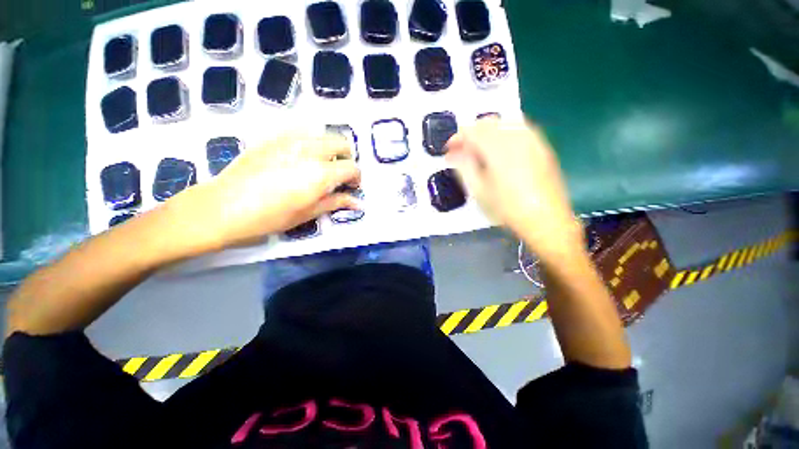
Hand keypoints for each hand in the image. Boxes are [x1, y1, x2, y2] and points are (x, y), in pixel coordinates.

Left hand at [167, 133, 359, 252]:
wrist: (223, 207)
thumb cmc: (270, 217)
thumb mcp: (308, 213)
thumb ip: (336, 202)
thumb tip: (358, 203)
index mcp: (321, 173)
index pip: (352, 167)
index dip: (356, 177)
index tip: (351, 187)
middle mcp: (310, 150)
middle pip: (341, 143)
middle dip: (346, 157)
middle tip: (339, 174)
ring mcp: (290, 139)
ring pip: (322, 134)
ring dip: (329, 148)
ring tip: (321, 164)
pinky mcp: (273, 136)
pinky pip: (300, 131)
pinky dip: (309, 141)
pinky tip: (300, 156)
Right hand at [446, 119, 582, 261]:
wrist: (546, 219)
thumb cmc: (507, 208)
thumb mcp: (478, 190)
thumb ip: (463, 166)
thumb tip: (452, 153)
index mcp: (498, 148)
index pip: (472, 131)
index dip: (457, 138)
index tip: (449, 150)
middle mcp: (516, 136)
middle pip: (487, 123)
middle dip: (471, 134)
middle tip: (462, 152)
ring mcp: (532, 139)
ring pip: (503, 124)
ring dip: (486, 133)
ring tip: (478, 151)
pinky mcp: (541, 145)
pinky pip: (517, 130)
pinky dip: (502, 135)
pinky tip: (499, 151)